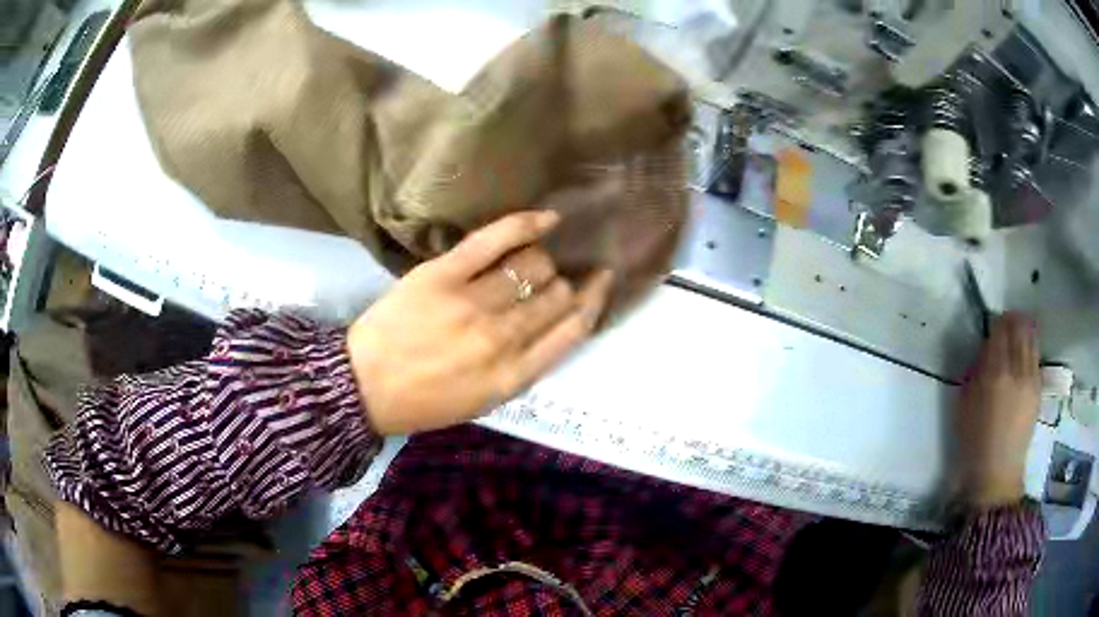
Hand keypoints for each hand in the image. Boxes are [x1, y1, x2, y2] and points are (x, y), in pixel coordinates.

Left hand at [347, 211, 613, 434]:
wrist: (363, 386)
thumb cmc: (423, 401)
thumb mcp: (482, 401)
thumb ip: (523, 366)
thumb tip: (553, 324)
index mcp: (513, 375)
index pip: (573, 329)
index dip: (593, 301)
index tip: (600, 282)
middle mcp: (502, 338)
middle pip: (556, 294)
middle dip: (562, 284)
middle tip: (552, 279)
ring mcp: (473, 302)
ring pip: (533, 264)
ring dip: (542, 260)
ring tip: (534, 259)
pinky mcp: (444, 274)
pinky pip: (495, 240)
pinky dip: (526, 224)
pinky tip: (547, 218)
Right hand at [952, 313, 1040, 507]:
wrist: (997, 472)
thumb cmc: (973, 441)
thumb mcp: (964, 404)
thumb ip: (975, 372)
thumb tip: (985, 352)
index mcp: (995, 374)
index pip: (1000, 331)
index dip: (996, 322)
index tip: (992, 323)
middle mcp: (1017, 370)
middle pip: (1019, 328)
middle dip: (1013, 320)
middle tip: (1006, 322)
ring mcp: (1031, 378)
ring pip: (1031, 338)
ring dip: (1025, 330)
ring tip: (1018, 331)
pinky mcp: (1038, 388)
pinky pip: (1036, 356)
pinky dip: (1031, 347)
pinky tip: (1025, 352)